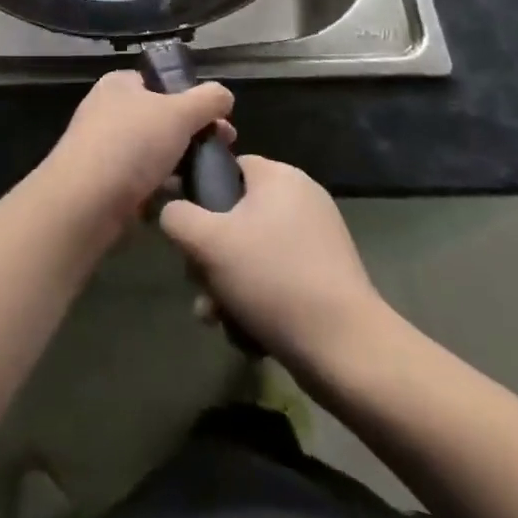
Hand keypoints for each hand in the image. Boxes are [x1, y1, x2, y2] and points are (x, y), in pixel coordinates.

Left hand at [39, 70, 233, 241]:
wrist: (85, 202)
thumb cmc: (132, 144)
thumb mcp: (179, 113)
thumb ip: (207, 100)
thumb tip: (224, 95)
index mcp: (120, 84)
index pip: (162, 83)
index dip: (193, 98)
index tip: (221, 120)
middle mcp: (109, 111)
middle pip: (162, 118)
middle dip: (193, 134)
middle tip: (222, 150)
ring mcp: (104, 148)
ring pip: (154, 151)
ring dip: (180, 163)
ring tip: (206, 177)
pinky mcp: (104, 183)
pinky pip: (142, 180)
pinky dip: (162, 188)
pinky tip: (182, 198)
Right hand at [160, 156, 381, 366]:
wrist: (346, 350)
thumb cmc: (272, 279)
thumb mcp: (207, 242)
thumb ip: (177, 216)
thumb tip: (172, 212)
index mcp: (279, 176)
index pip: (226, 167)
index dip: (199, 195)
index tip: (186, 232)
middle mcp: (302, 198)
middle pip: (235, 215)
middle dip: (211, 256)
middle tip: (201, 285)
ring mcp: (319, 239)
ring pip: (252, 253)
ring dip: (228, 284)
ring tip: (218, 318)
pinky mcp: (327, 276)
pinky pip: (277, 277)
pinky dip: (257, 300)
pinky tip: (247, 331)